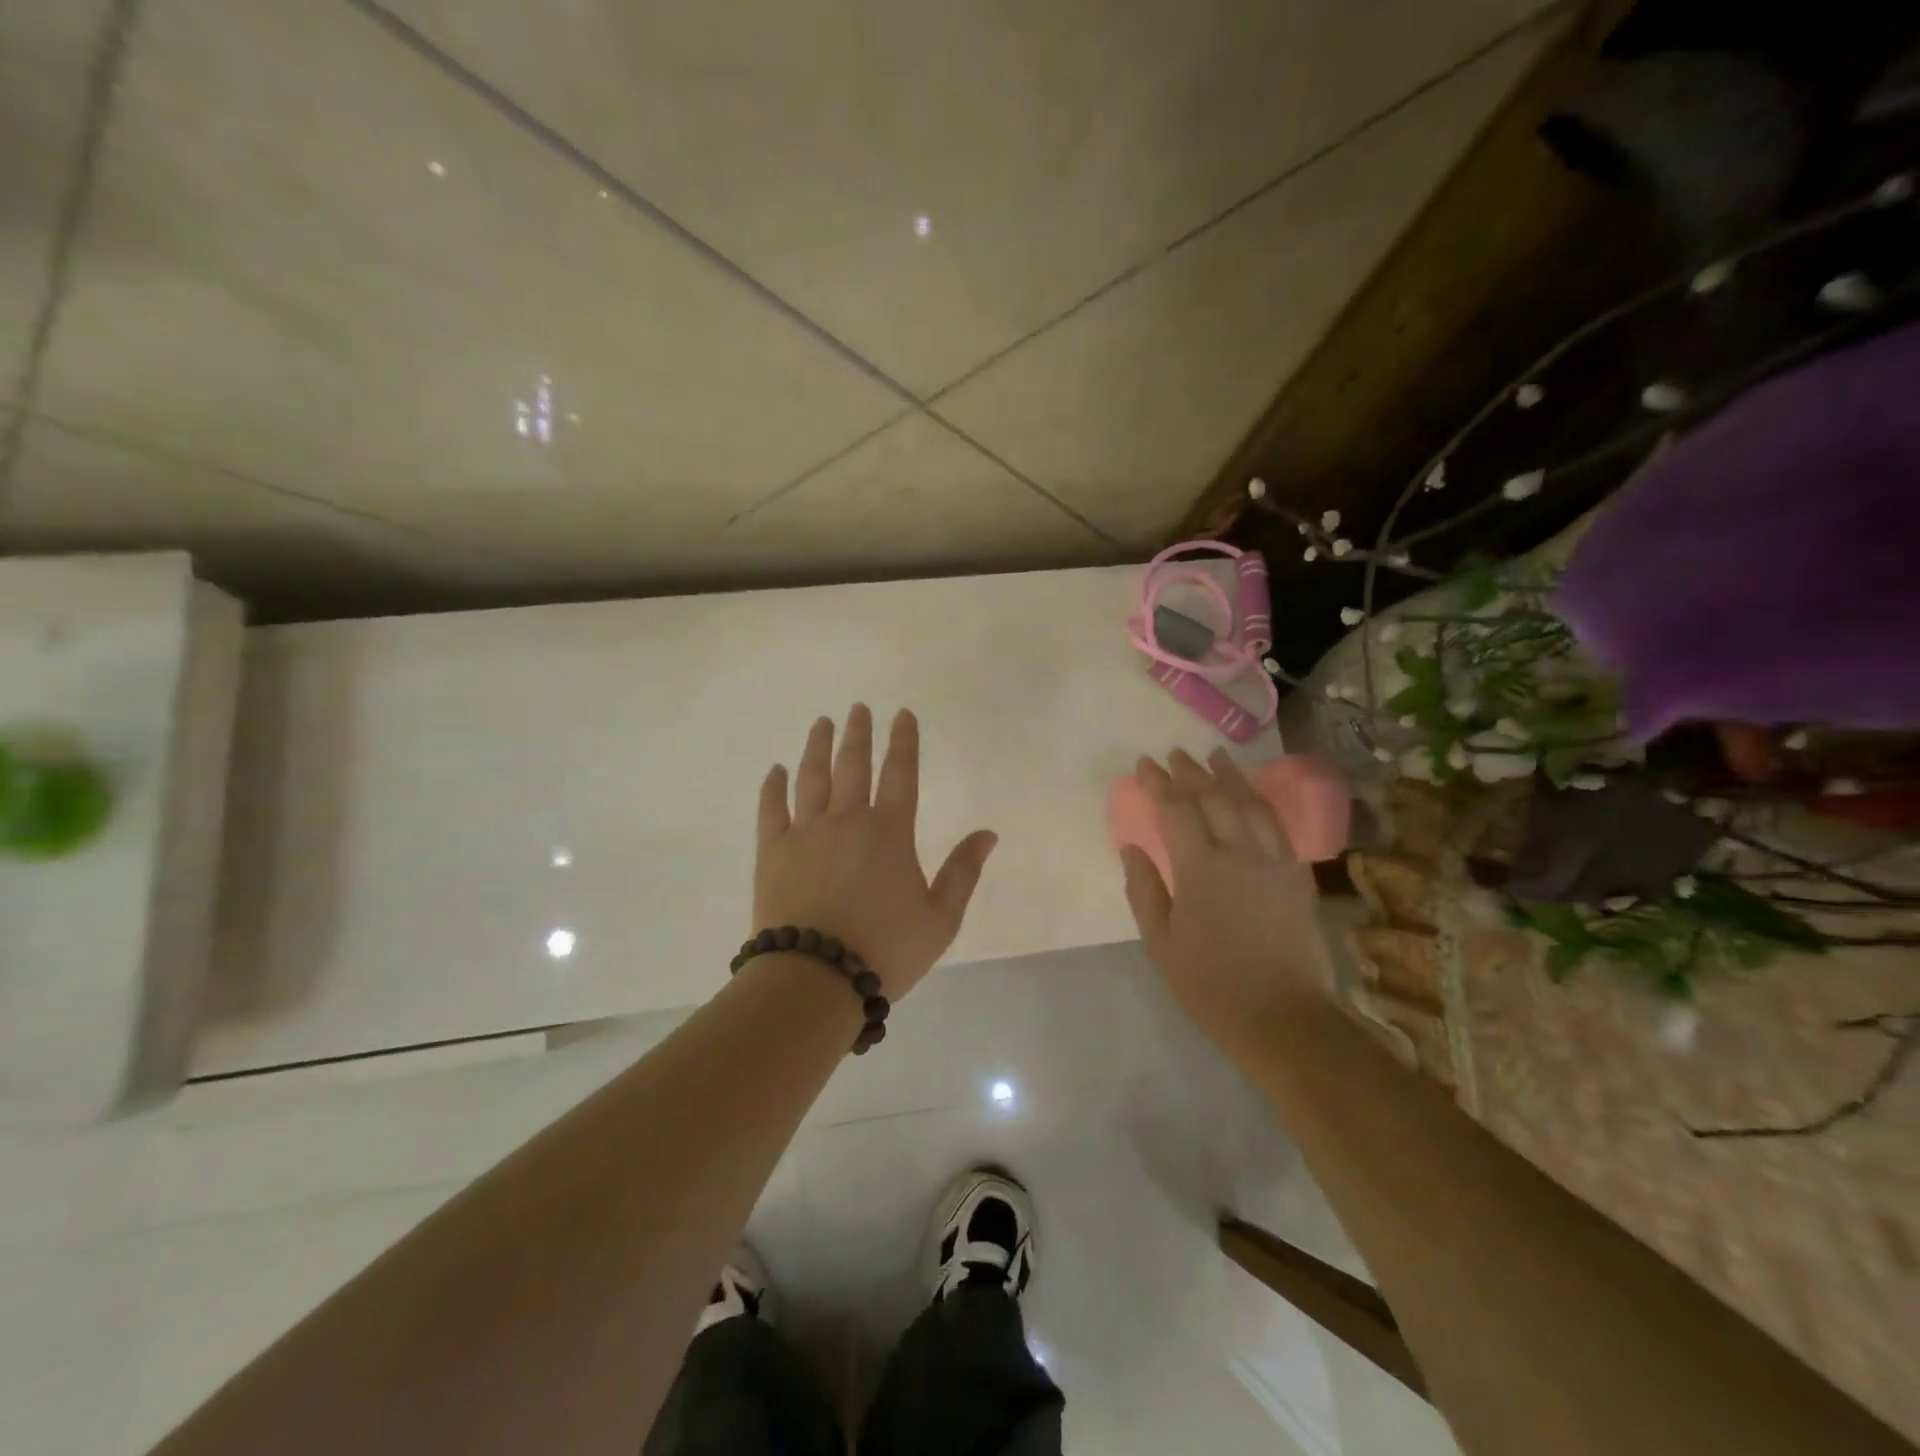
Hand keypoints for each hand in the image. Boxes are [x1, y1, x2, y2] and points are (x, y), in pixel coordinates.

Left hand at [754, 705, 997, 998]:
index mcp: (889, 832)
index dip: (904, 741)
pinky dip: (774, 786)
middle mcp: (847, 820)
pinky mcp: (773, 852)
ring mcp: (806, 833)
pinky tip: (776, 770)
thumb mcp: (939, 919)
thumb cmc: (885, 951)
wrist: (815, 979)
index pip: (901, 773)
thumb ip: (963, 872)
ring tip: (822, 723)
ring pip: (812, 777)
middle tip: (859, 708)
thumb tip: (988, 833)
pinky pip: (772, 809)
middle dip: (858, 733)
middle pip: (853, 766)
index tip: (902, 714)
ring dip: (818, 747)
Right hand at [1119, 749, 1332, 1056]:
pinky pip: (1278, 826)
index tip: (1144, 764)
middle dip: (1191, 771)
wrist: (1283, 1017)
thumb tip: (1131, 847)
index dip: (1158, 783)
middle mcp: (1240, 853)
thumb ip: (1144, 890)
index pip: (1176, 810)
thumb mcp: (1161, 943)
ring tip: (1215, 755)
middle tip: (1174, 754)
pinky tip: (1252, 795)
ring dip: (1230, 776)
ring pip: (1251, 804)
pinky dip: (1261, 803)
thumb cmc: (1210, 985)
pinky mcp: (1297, 876)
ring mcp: (1274, 862)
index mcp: (1201, 869)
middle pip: (1215, 798)